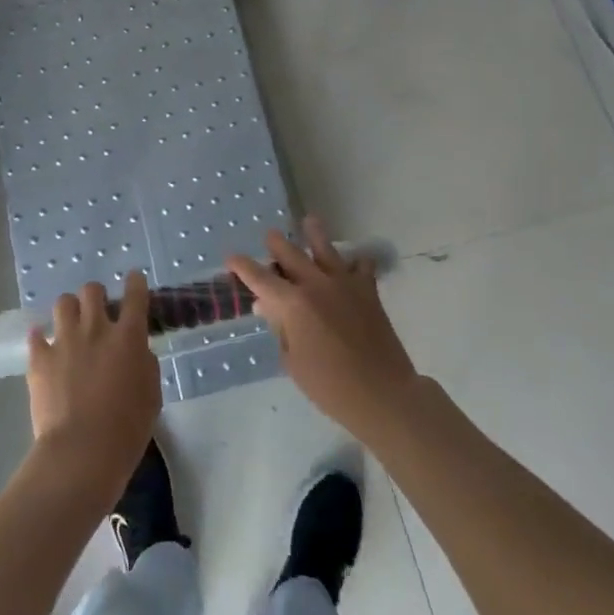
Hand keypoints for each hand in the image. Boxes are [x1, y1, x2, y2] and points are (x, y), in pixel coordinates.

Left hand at [27, 274, 161, 503]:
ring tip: (71, 325)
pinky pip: (36, 335)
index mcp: (128, 337)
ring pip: (63, 303)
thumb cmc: (127, 430)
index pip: (135, 295)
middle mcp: (96, 329)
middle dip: (96, 296)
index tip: (134, 279)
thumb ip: (145, 364)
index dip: (135, 283)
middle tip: (98, 311)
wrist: (82, 452)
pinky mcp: (40, 359)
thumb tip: (136, 351)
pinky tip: (44, 347)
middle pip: (92, 290)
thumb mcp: (151, 395)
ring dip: (70, 310)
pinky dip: (41, 338)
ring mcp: (65, 341)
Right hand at [228, 216, 420, 440]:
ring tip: (309, 220)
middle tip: (269, 236)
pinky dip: (355, 262)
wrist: (382, 394)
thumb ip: (279, 328)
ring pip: (325, 248)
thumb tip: (268, 305)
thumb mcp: (292, 361)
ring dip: (314, 233)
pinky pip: (361, 265)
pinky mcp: (367, 291)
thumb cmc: (329, 386)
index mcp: (292, 303)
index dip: (242, 266)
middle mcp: (315, 284)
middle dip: (275, 243)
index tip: (230, 258)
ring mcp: (343, 284)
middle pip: (289, 252)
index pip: (259, 277)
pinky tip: (352, 262)